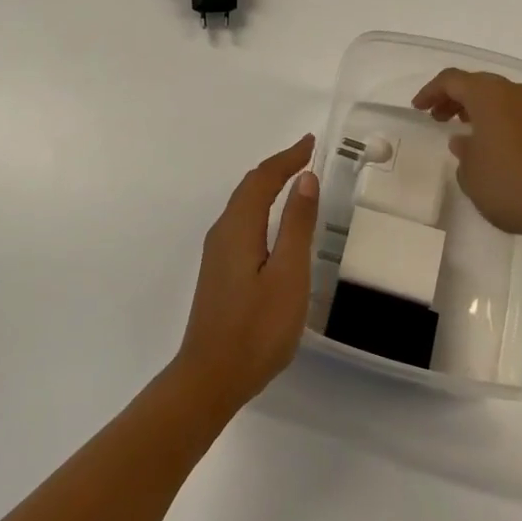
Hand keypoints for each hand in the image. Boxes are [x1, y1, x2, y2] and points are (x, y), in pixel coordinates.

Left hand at [172, 135, 318, 417]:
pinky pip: (241, 223)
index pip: (262, 179)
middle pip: (248, 187)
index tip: (310, 143)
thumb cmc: (257, 328)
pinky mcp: (219, 272)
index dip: (287, 158)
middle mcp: (223, 233)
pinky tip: (273, 223)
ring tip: (293, 179)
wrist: (211, 377)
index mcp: (238, 228)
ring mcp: (217, 254)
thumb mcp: (288, 275)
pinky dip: (260, 207)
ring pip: (242, 205)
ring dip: (267, 186)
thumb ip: (296, 225)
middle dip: (277, 167)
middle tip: (306, 156)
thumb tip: (304, 179)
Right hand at [412, 70, 521, 247]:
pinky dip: (500, 122)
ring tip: (464, 132)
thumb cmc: (512, 186)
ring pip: (502, 98)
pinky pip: (519, 115)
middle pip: (479, 84)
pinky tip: (495, 148)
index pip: (452, 80)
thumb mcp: (472, 174)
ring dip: (479, 110)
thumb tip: (465, 142)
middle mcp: (516, 93)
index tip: (418, 108)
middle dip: (455, 98)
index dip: (431, 91)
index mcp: (490, 95)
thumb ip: (463, 153)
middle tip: (438, 118)